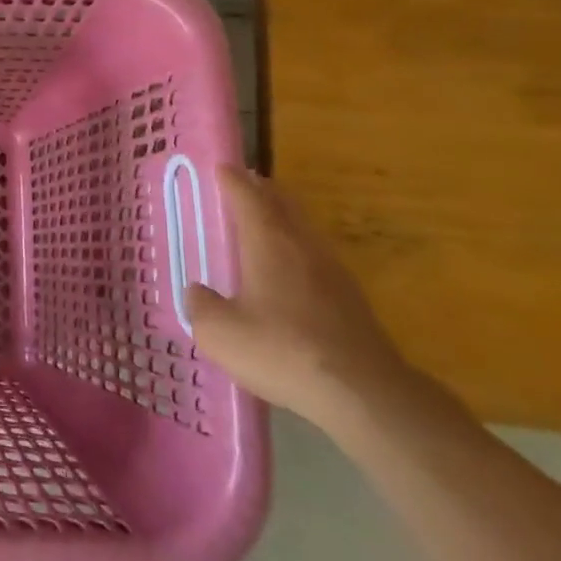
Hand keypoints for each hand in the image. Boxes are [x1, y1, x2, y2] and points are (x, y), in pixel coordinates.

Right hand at [186, 166, 412, 428]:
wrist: (363, 393)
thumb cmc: (281, 350)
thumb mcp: (219, 333)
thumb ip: (201, 306)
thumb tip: (198, 292)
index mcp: (268, 241)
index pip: (247, 196)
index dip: (231, 180)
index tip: (220, 167)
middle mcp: (302, 246)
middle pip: (283, 204)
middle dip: (262, 190)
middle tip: (244, 184)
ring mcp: (333, 271)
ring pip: (304, 229)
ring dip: (283, 218)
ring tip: (264, 223)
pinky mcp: (351, 299)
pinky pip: (317, 258)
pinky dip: (298, 250)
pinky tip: (290, 272)